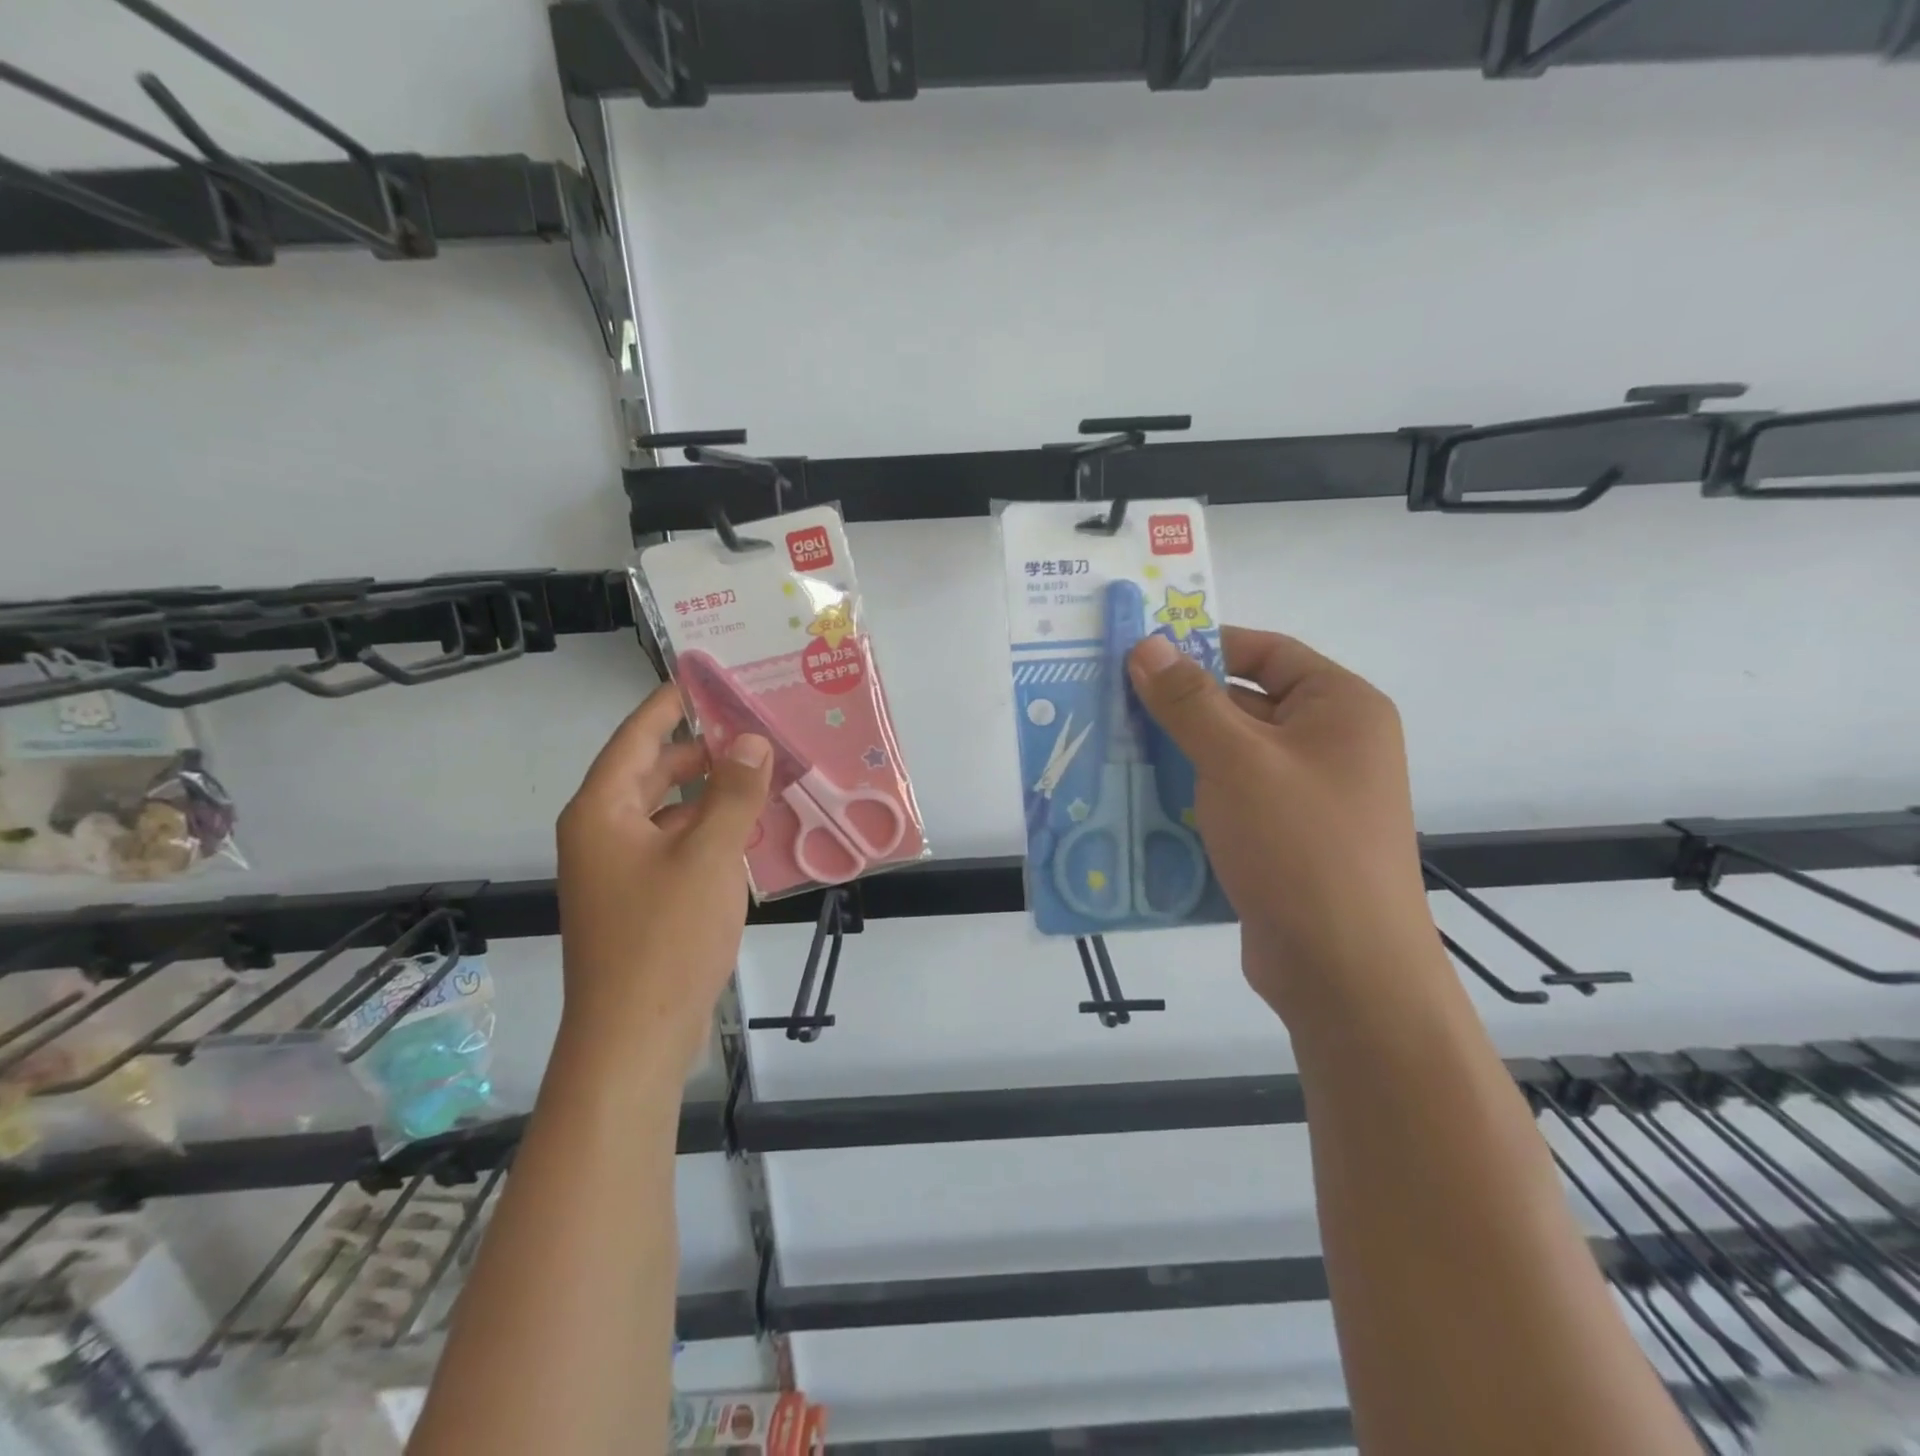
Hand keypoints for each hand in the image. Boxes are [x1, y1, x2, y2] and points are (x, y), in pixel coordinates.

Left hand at [555, 684, 772, 1076]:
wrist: (634, 1038)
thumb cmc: (664, 938)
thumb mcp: (708, 856)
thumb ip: (734, 794)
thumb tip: (752, 741)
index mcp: (603, 811)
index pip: (637, 737)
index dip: (670, 703)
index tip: (705, 676)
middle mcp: (604, 833)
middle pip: (654, 773)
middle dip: (704, 750)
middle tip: (756, 726)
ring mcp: (622, 870)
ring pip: (671, 813)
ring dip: (714, 795)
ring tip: (765, 774)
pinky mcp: (642, 901)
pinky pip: (678, 847)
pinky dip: (711, 833)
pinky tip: (753, 832)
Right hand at [1128, 628, 1438, 1020]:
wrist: (1343, 970)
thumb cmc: (1299, 845)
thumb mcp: (1238, 761)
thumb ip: (1188, 701)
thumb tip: (1147, 645)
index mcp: (1340, 707)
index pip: (1266, 651)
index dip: (1205, 645)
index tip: (1142, 654)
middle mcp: (1330, 744)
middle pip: (1244, 702)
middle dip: (1180, 705)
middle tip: (1111, 702)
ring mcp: (1307, 795)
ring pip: (1230, 755)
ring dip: (1177, 752)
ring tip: (1112, 747)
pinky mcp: (1282, 837)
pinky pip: (1229, 797)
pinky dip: (1189, 793)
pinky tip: (1137, 798)